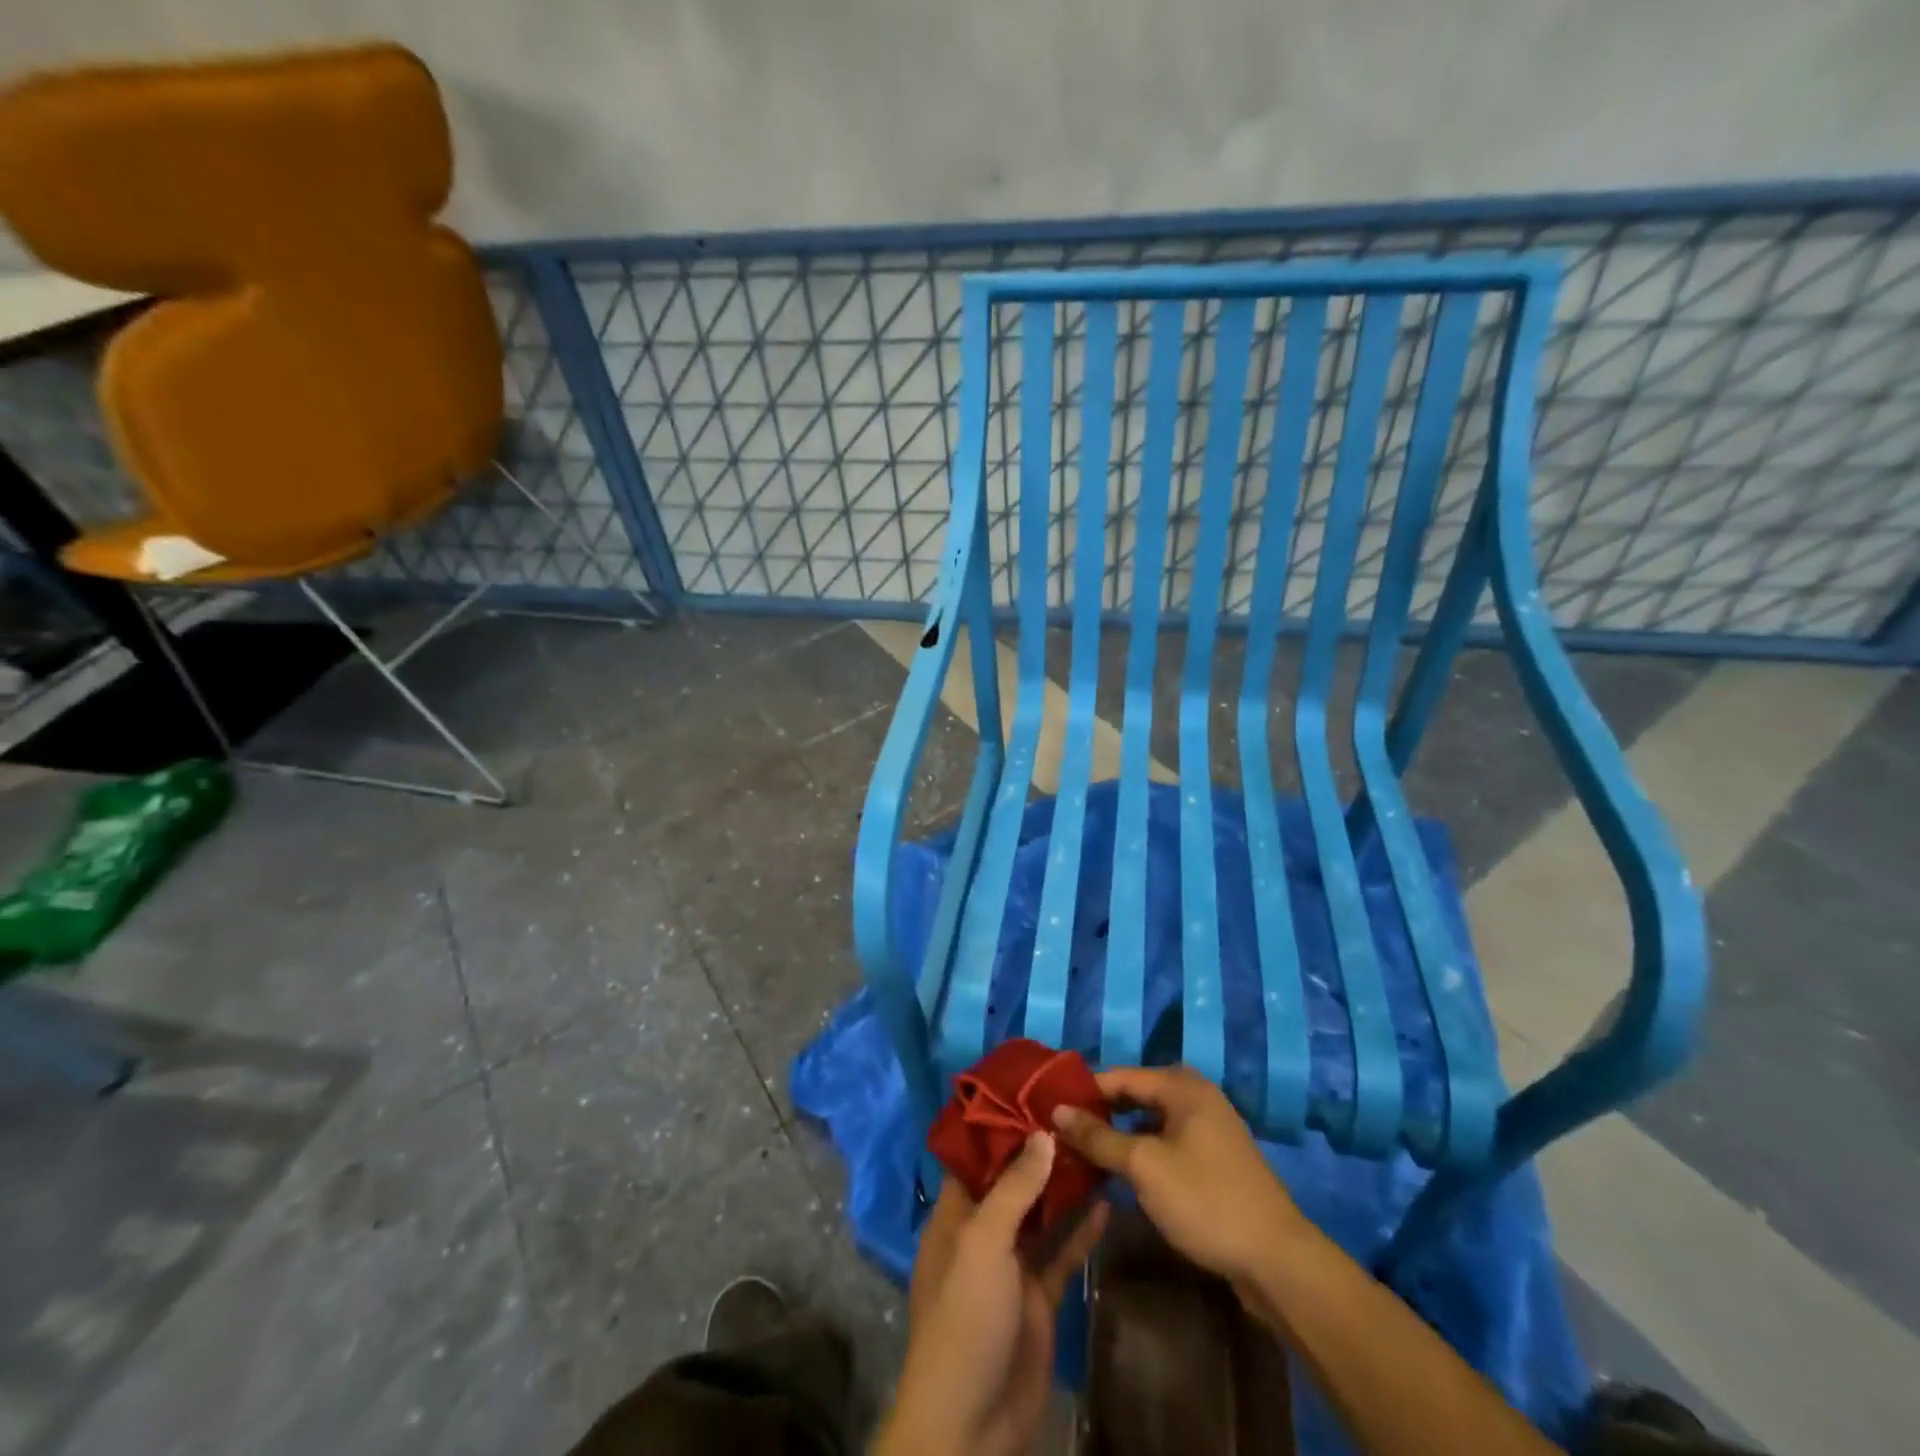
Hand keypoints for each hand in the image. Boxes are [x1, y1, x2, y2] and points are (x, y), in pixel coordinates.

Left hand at [875, 1133, 1107, 1455]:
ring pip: (1042, 1214)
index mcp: (956, 1215)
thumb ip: (1014, 1188)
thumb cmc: (965, 1316)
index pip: (976, 1158)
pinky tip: (1107, 1202)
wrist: (972, 1422)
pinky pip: (1063, 1253)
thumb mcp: (983, 1242)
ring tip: (1096, 1145)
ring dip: (1064, 1186)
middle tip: (1075, 1112)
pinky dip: (1082, 1230)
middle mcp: (983, 1233)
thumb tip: (1042, 1134)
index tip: (1031, 1093)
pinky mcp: (1040, 1297)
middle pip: (1013, 1181)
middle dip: (1039, 1151)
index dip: (1000, 1126)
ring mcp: (1013, 1266)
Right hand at [1052, 1066, 1304, 1287]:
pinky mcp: (1214, 1159)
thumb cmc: (1205, 1200)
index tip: (1047, 1109)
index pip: (1118, 1076)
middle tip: (1061, 1132)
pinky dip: (1141, 1152)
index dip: (1082, 1092)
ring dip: (1119, 1135)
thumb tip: (1057, 1111)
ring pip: (1149, 1121)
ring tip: (1082, 1153)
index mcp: (1182, 1085)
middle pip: (1134, 1095)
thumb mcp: (1144, 1166)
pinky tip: (1120, 1173)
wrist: (1277, 1260)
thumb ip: (1098, 1136)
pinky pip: (1166, 1142)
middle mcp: (1196, 1096)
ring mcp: (1208, 1128)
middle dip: (1099, 1113)